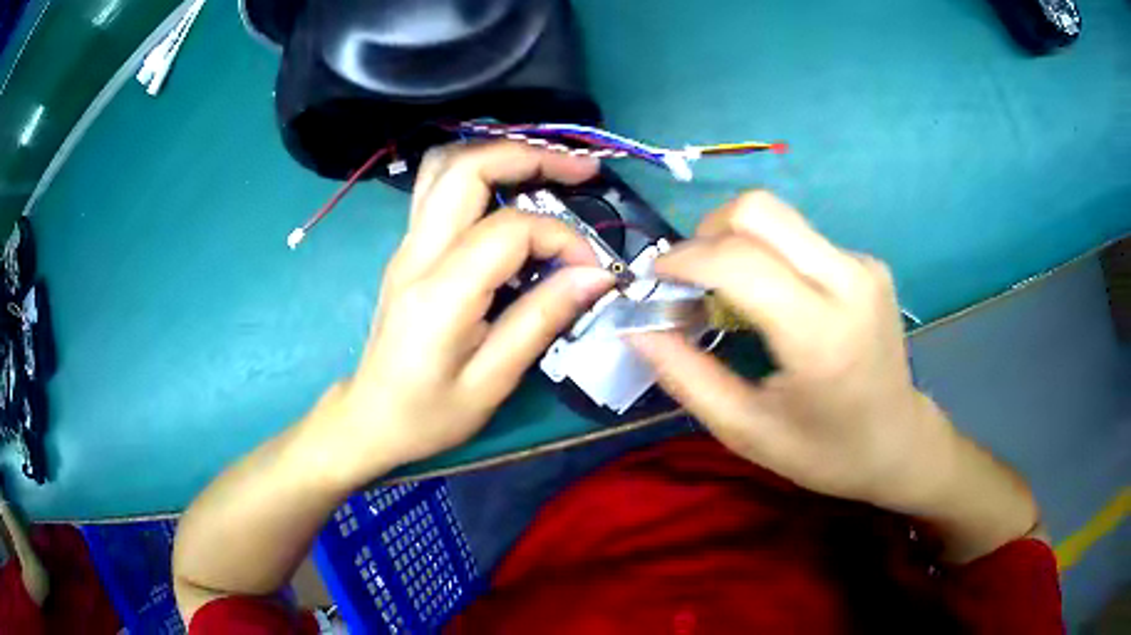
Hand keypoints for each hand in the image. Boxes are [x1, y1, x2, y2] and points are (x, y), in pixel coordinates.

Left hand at [308, 143, 613, 484]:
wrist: (371, 416)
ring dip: (501, 153)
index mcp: (440, 293)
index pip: (510, 230)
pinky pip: (440, 186)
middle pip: (468, 167)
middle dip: (531, 156)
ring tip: (550, 167)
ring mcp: (407, 244)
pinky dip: (481, 171)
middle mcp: (417, 253)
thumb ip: (542, 319)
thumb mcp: (492, 382)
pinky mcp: (408, 247)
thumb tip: (596, 275)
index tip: (591, 270)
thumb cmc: (429, 413)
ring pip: (446, 165)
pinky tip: (511, 187)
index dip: (561, 238)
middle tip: (582, 169)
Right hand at [631, 192, 961, 509]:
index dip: (683, 259)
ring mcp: (863, 266)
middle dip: (708, 233)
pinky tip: (771, 298)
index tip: (654, 280)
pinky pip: (802, 236)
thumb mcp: (744, 430)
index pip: (738, 260)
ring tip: (726, 291)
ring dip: (736, 241)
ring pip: (779, 217)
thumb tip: (636, 326)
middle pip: (759, 210)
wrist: (898, 443)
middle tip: (690, 278)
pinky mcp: (868, 263)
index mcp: (820, 334)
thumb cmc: (823, 452)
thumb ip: (684, 375)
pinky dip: (769, 254)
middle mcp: (848, 281)